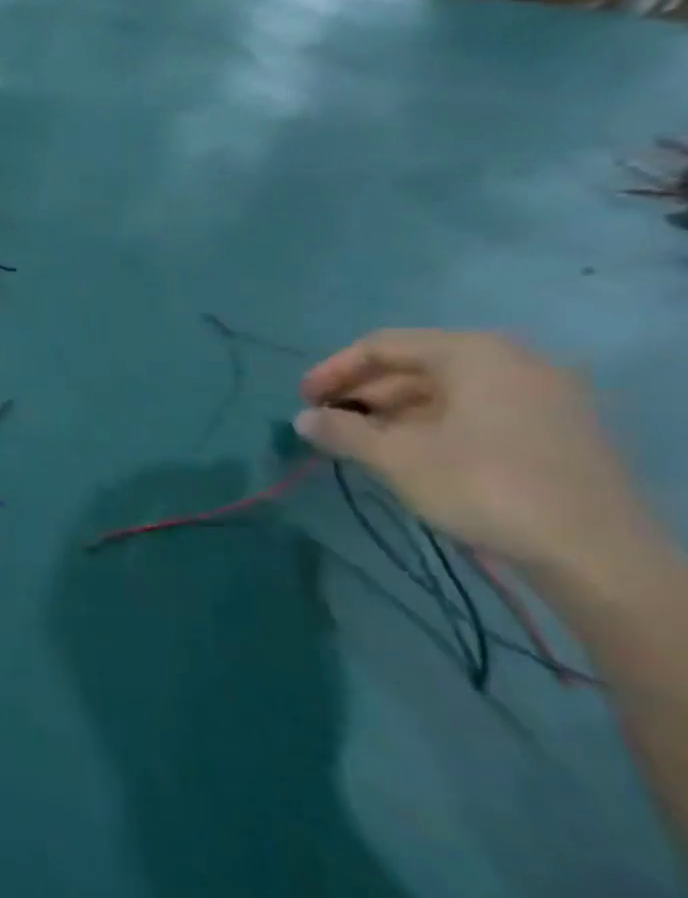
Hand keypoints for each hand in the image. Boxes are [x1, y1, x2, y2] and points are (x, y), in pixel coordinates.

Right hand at [295, 330, 667, 589]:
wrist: (595, 552)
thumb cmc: (484, 487)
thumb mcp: (396, 459)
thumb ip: (342, 431)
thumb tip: (302, 418)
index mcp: (473, 354)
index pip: (382, 346)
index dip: (334, 371)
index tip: (303, 402)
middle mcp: (512, 361)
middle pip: (416, 365)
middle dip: (365, 394)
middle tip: (328, 425)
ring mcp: (542, 395)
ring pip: (446, 391)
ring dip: (395, 413)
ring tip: (360, 444)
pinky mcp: (556, 428)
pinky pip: (477, 410)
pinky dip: (433, 425)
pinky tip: (408, 454)